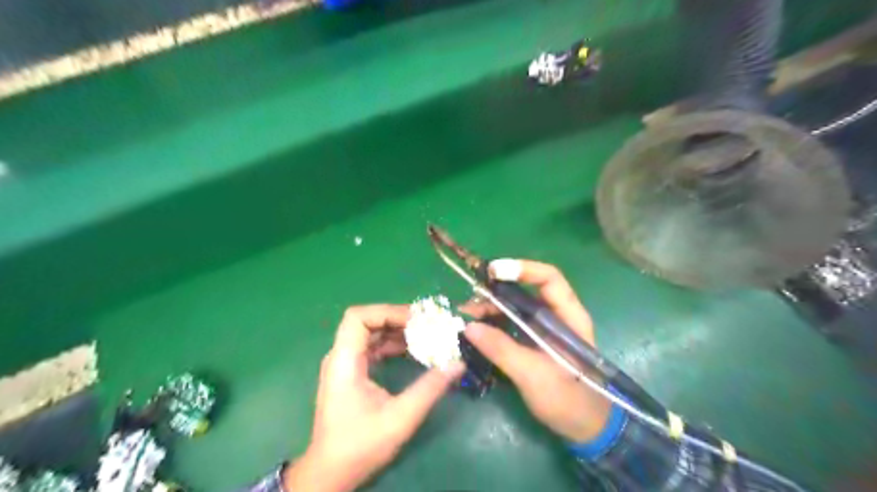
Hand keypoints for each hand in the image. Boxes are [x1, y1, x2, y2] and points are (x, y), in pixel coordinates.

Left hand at [286, 304, 465, 490]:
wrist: (331, 473)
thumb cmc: (360, 445)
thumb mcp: (400, 418)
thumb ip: (430, 388)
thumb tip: (458, 363)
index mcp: (344, 361)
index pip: (358, 317)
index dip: (387, 312)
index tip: (415, 320)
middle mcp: (341, 356)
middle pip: (367, 322)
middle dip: (398, 319)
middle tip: (427, 325)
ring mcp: (345, 364)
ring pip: (371, 333)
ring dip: (397, 331)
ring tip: (426, 335)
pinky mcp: (352, 373)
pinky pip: (373, 348)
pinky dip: (393, 345)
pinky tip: (413, 351)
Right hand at [460, 259, 610, 443]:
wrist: (585, 429)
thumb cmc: (568, 400)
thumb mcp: (533, 375)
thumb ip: (502, 349)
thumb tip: (469, 327)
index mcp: (568, 317)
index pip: (549, 278)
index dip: (522, 269)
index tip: (492, 272)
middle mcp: (556, 316)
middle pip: (526, 291)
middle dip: (497, 292)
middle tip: (470, 300)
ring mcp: (544, 329)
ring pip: (516, 307)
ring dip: (491, 308)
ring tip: (467, 316)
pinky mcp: (534, 343)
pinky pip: (512, 324)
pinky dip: (493, 324)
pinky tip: (476, 330)